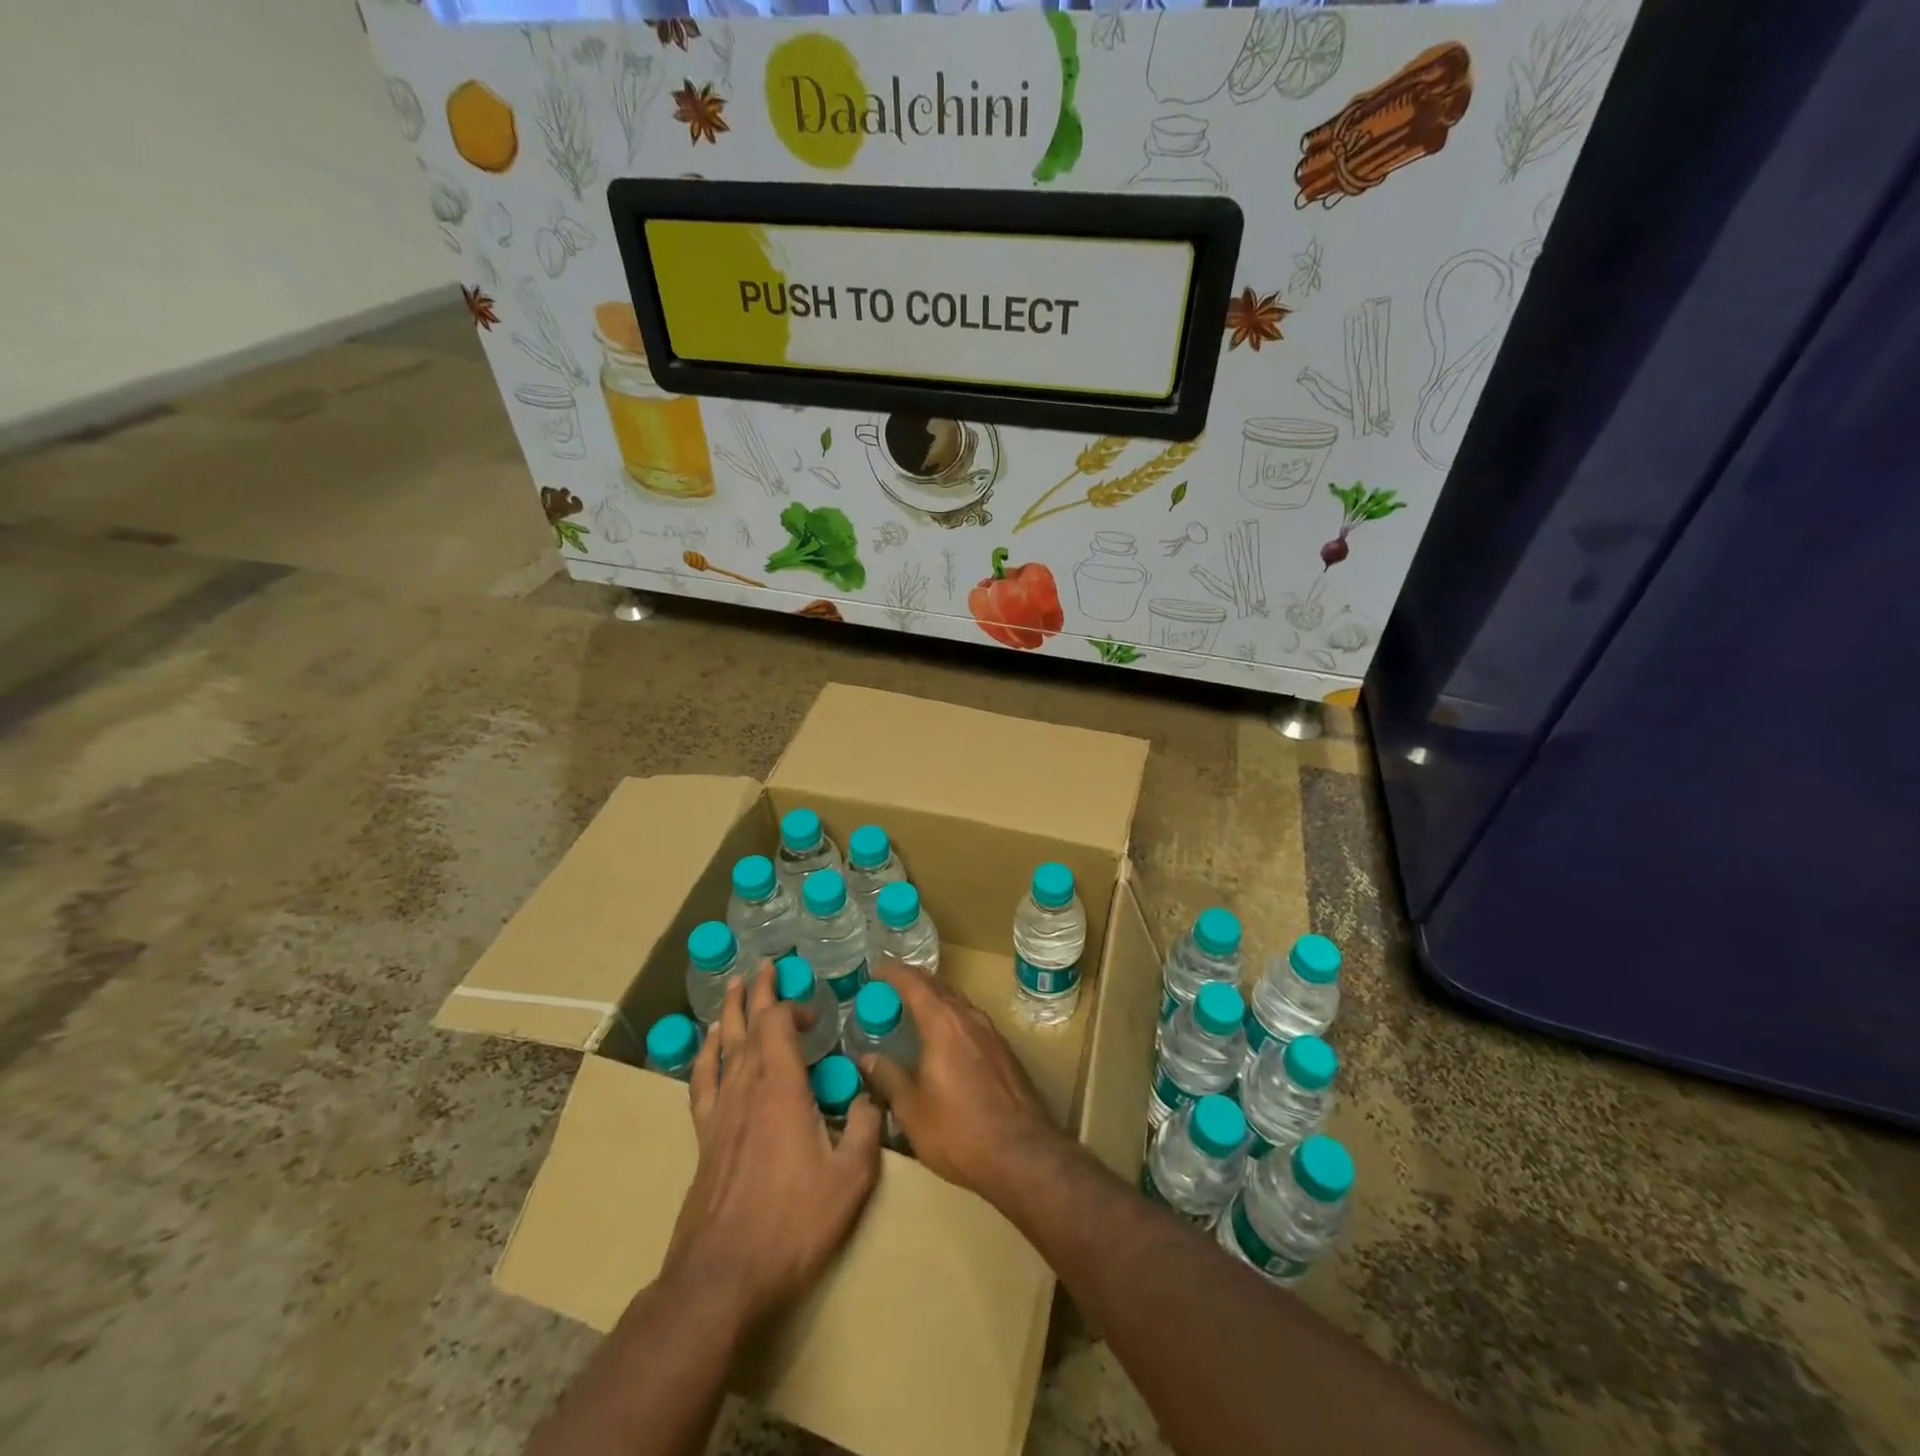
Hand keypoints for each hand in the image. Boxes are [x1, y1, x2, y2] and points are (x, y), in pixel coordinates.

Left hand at [665, 965, 882, 1326]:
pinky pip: (702, 1080)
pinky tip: (709, 1046)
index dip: (793, 1007)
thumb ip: (867, 1128)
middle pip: (747, 1025)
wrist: (722, 1278)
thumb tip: (870, 1095)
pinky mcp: (704, 1137)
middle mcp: (746, 1088)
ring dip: (730, 1012)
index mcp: (781, 1088)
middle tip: (765, 966)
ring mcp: (719, 1112)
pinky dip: (706, 1054)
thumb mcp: (850, 1179)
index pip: (778, 1025)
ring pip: (722, 1046)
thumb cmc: (791, 1224)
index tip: (814, 1012)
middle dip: (757, 992)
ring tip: (734, 987)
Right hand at [856, 959, 1063, 1199]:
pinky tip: (945, 1037)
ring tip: (915, 1008)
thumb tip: (868, 1058)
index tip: (875, 968)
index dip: (893, 972)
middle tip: (890, 986)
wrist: (1022, 1154)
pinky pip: (971, 1020)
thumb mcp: (912, 1109)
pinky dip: (952, 1017)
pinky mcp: (1004, 1052)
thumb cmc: (959, 1131)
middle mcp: (969, 1018)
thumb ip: (889, 1077)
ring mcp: (991, 1033)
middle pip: (939, 986)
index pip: (914, 983)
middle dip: (914, 981)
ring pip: (958, 1002)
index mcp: (943, 1023)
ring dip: (936, 998)